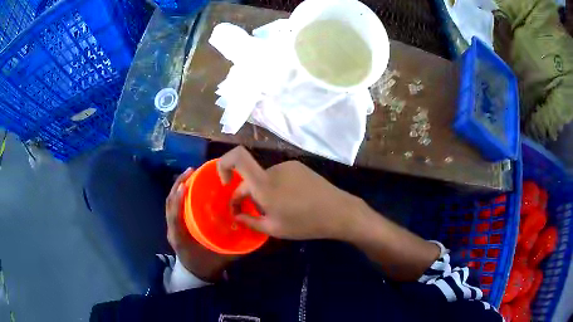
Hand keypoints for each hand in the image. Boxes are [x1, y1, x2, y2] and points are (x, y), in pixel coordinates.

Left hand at [166, 168, 236, 280]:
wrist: (195, 274)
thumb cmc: (207, 266)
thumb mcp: (222, 260)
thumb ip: (235, 248)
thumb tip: (252, 232)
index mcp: (180, 239)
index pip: (174, 218)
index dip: (178, 202)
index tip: (186, 186)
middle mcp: (172, 230)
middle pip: (169, 204)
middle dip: (177, 186)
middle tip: (191, 171)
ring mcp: (172, 227)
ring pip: (170, 203)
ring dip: (177, 187)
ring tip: (190, 173)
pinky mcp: (175, 224)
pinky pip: (174, 205)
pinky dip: (180, 193)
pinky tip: (190, 186)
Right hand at [217, 146, 359, 239]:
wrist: (339, 212)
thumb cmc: (305, 223)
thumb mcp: (274, 228)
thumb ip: (250, 222)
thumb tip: (236, 216)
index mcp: (264, 184)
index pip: (237, 156)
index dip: (223, 164)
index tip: (225, 183)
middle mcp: (274, 169)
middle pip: (250, 176)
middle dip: (244, 194)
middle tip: (248, 214)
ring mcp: (288, 166)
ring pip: (264, 178)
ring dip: (261, 192)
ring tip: (274, 211)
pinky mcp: (299, 168)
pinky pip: (278, 176)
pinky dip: (275, 188)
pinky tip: (288, 203)